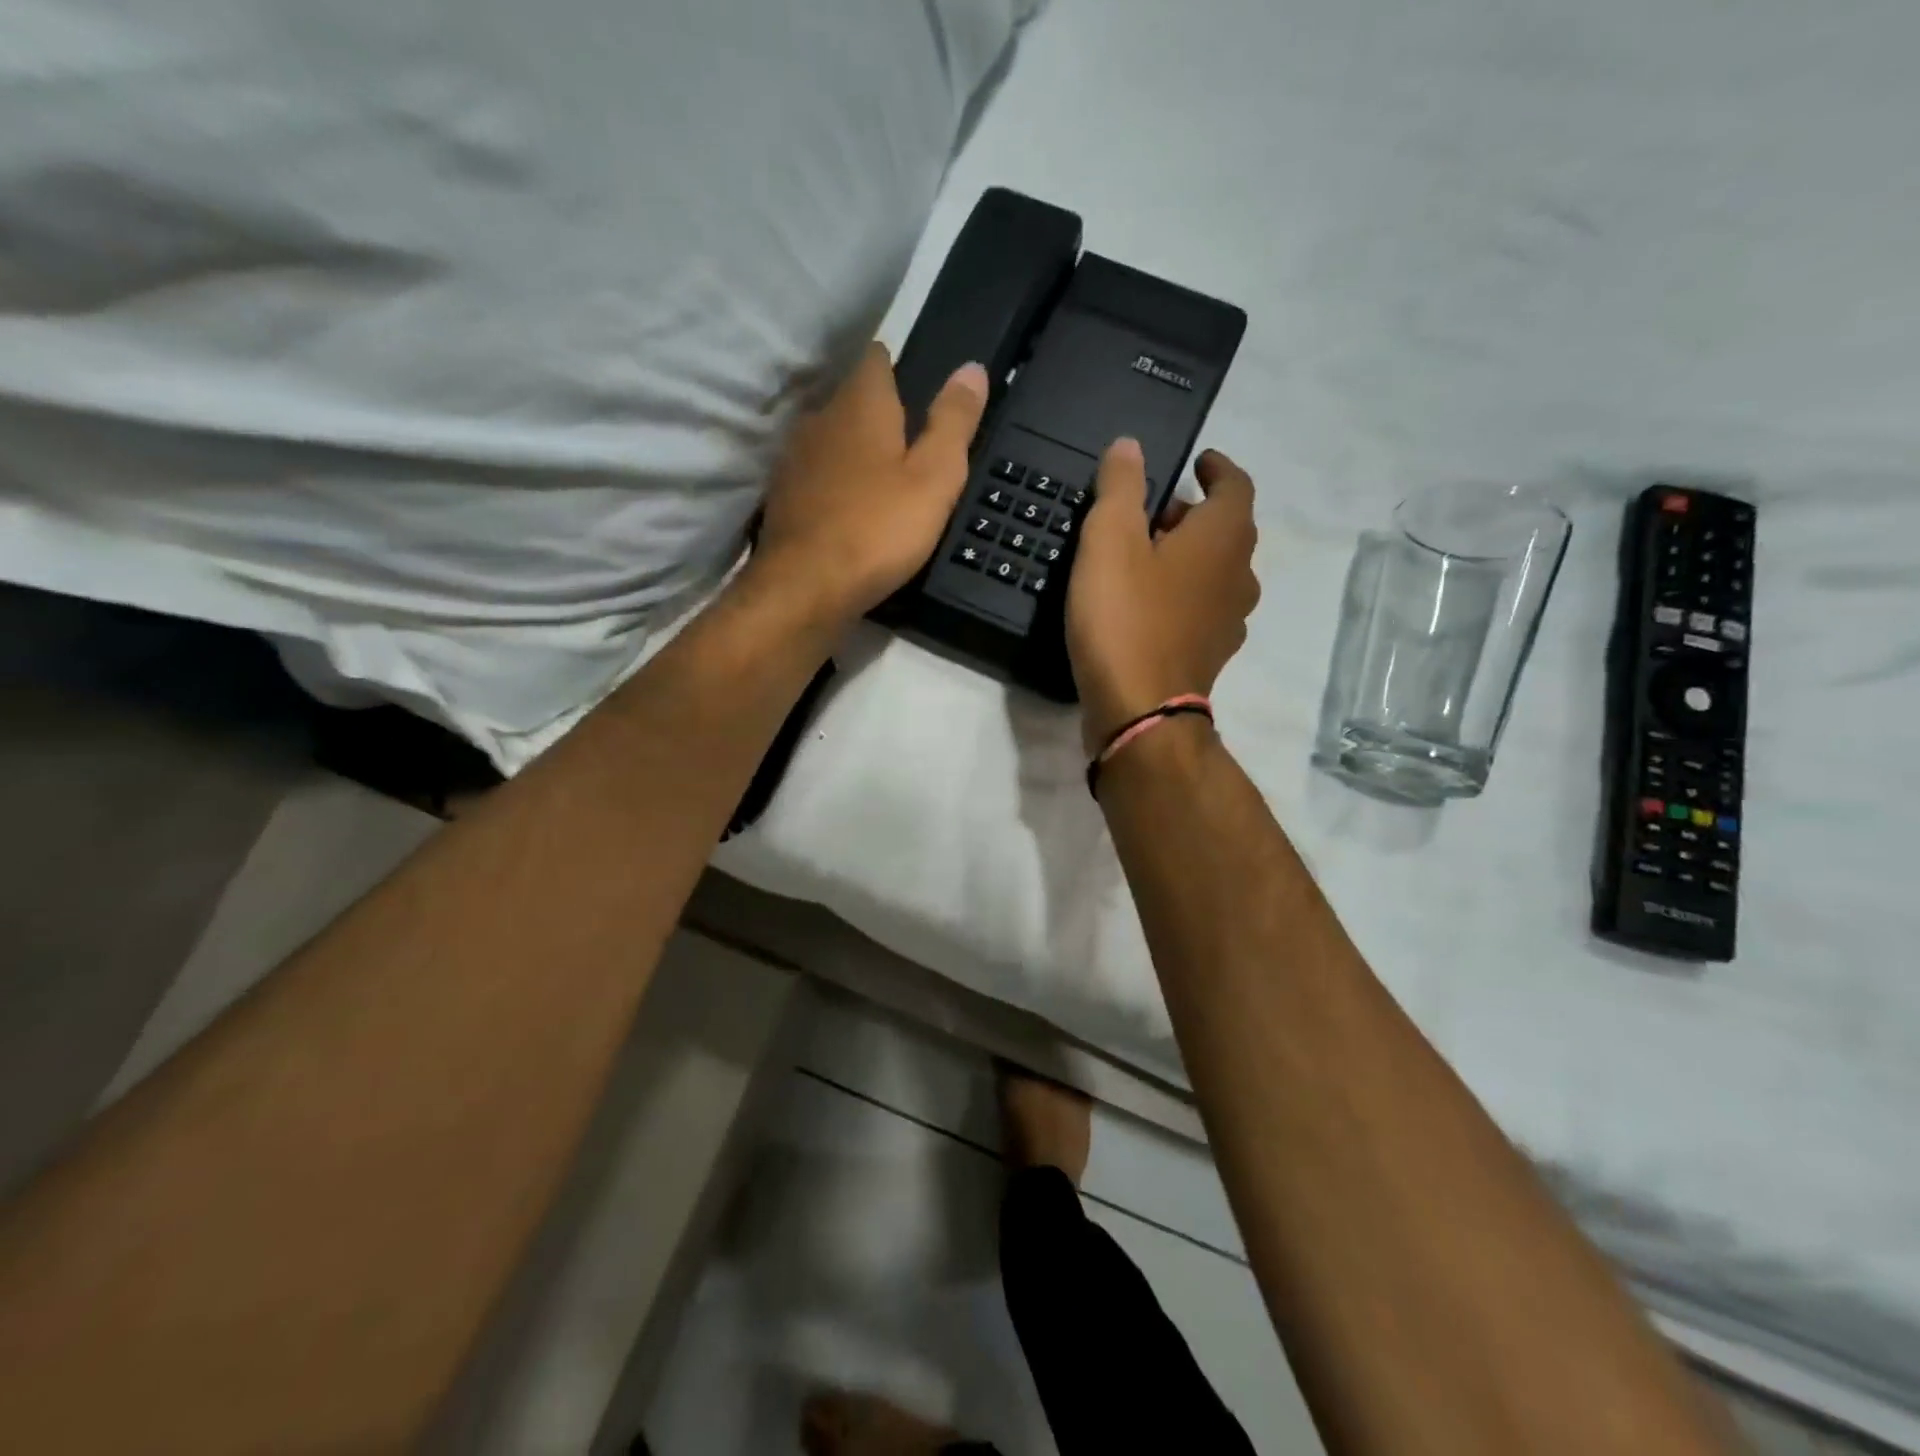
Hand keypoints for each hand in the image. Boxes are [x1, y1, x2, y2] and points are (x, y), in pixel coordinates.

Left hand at [753, 342, 988, 623]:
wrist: (805, 588)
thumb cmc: (878, 530)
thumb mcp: (934, 478)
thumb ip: (953, 422)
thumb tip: (972, 368)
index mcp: (860, 404)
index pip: (877, 359)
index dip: (899, 368)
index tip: (919, 391)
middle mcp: (820, 419)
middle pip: (852, 400)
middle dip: (879, 414)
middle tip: (911, 444)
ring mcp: (794, 459)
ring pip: (831, 439)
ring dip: (854, 451)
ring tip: (883, 479)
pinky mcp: (782, 498)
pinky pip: (815, 477)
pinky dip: (834, 485)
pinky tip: (851, 510)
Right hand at [1066, 439, 1259, 753]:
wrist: (1141, 712)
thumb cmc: (1125, 617)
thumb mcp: (1109, 541)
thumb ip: (1120, 488)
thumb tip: (1130, 445)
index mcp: (1223, 537)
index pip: (1236, 485)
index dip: (1217, 467)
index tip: (1197, 461)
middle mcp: (1238, 575)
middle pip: (1226, 530)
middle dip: (1192, 514)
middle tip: (1150, 512)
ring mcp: (1228, 620)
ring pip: (1215, 572)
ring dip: (1187, 556)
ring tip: (1144, 557)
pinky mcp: (1209, 654)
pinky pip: (1202, 608)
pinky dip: (1182, 594)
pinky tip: (1147, 605)